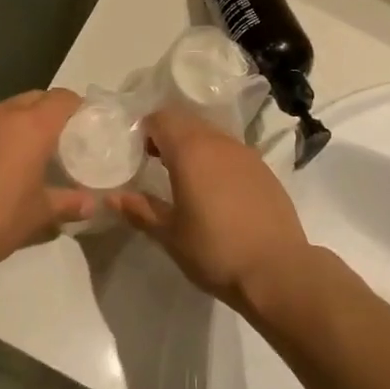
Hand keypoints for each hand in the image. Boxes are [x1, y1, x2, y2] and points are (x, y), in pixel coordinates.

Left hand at [0, 89, 90, 278]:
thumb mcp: (38, 216)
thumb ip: (67, 204)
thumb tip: (92, 204)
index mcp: (31, 125)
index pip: (63, 98)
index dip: (78, 107)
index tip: (86, 124)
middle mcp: (0, 114)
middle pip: (33, 98)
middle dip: (49, 112)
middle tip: (59, 139)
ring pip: (3, 111)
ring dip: (17, 123)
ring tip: (25, 152)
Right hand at [107, 107, 313, 315]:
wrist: (278, 270)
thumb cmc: (215, 251)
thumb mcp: (170, 234)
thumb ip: (140, 210)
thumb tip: (112, 197)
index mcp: (190, 151)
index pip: (161, 118)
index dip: (145, 130)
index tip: (137, 154)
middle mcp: (219, 142)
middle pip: (186, 121)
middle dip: (167, 135)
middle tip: (154, 163)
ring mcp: (246, 153)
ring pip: (211, 134)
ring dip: (193, 146)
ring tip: (184, 178)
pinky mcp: (264, 169)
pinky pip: (232, 151)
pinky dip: (217, 159)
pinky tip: (216, 191)